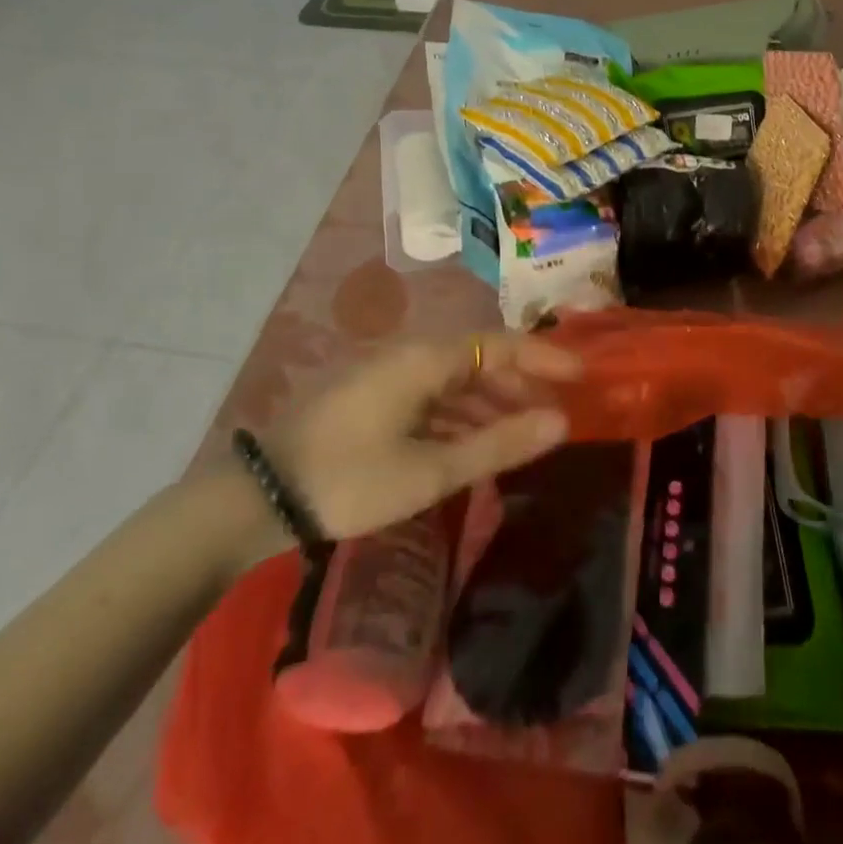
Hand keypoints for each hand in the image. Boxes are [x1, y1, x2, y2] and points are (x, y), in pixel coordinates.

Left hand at [260, 334, 580, 540]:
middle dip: (521, 383)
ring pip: (456, 381)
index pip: (500, 344)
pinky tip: (476, 445)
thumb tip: (561, 422)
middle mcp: (411, 356)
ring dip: (492, 404)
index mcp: (426, 359)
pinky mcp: (375, 400)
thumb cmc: (351, 479)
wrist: (260, 498)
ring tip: (526, 434)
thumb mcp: (431, 469)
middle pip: (479, 359)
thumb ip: (499, 444)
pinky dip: (461, 418)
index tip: (582, 375)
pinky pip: (433, 399)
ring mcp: (390, 377)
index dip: (544, 357)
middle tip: (558, 412)